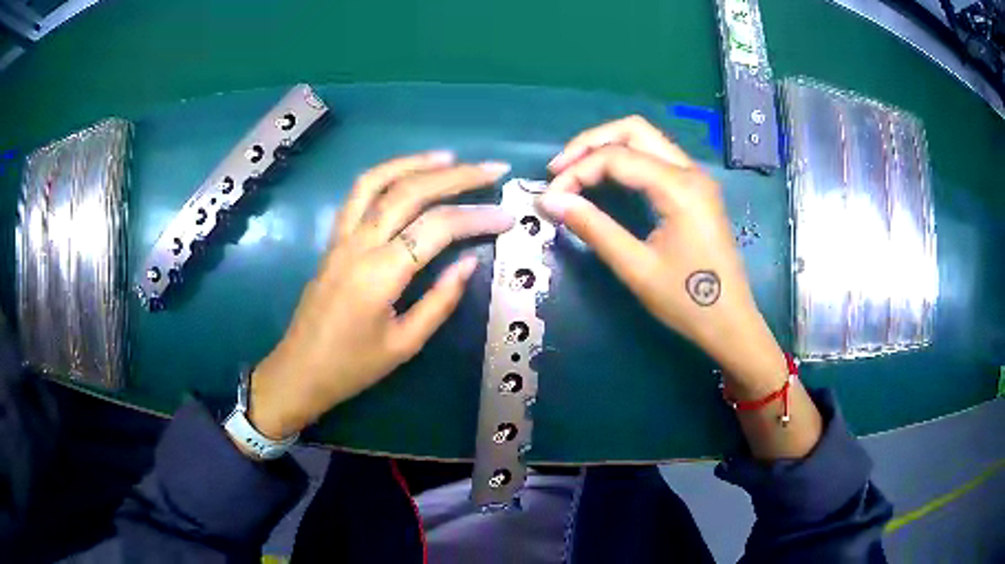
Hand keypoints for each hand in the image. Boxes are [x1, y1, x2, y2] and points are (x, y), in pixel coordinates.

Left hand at [248, 152, 513, 438]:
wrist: (299, 372)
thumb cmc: (352, 368)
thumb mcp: (404, 345)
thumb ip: (440, 301)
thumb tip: (470, 261)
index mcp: (379, 274)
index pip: (436, 228)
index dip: (476, 217)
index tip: (507, 217)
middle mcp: (358, 244)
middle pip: (409, 192)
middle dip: (457, 176)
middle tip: (492, 169)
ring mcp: (340, 238)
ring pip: (376, 181)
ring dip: (415, 162)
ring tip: (450, 157)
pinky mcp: (332, 240)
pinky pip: (357, 195)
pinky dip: (385, 175)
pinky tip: (407, 174)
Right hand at [539, 116, 785, 393]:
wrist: (731, 323)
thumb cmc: (688, 301)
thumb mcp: (636, 268)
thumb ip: (594, 228)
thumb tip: (550, 201)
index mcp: (680, 188)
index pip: (617, 158)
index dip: (577, 172)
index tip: (550, 198)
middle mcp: (690, 171)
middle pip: (633, 130)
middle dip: (591, 143)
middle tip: (560, 170)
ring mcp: (696, 178)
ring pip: (646, 139)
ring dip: (608, 147)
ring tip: (576, 171)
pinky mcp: (696, 190)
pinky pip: (656, 157)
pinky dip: (626, 159)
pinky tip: (606, 179)